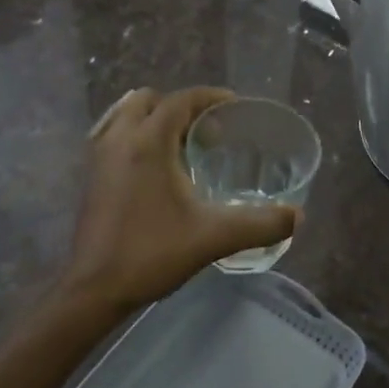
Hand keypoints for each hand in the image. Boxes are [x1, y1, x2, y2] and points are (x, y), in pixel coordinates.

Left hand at [61, 87, 298, 314]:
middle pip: (149, 100)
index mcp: (148, 143)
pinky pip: (115, 137)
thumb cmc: (152, 254)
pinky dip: (136, 138)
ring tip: (182, 146)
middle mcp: (119, 139)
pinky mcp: (91, 177)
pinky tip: (157, 170)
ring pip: (125, 116)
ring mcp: (99, 157)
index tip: (235, 107)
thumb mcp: (214, 238)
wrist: (94, 290)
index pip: (180, 100)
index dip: (210, 97)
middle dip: (180, 107)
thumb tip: (297, 216)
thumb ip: (260, 224)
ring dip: (154, 120)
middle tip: (207, 131)